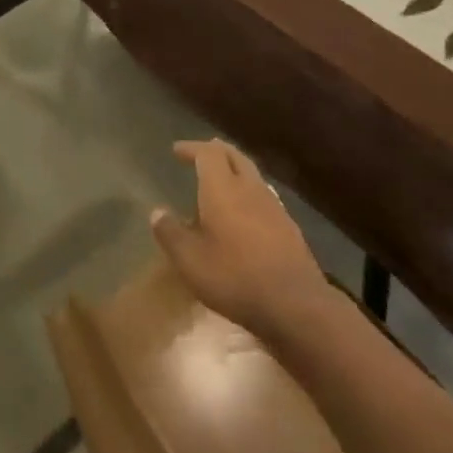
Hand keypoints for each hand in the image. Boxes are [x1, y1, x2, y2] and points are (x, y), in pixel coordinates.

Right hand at [151, 139, 330, 335]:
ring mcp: (274, 208)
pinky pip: (265, 196)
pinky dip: (249, 192)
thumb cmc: (234, 277)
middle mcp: (250, 190)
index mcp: (222, 189)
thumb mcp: (189, 260)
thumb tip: (157, 212)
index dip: (191, 148)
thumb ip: (170, 233)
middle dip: (217, 151)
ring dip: (235, 170)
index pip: (208, 154)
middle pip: (235, 157)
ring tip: (221, 178)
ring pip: (253, 175)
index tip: (176, 150)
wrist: (295, 304)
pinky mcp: (289, 228)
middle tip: (201, 153)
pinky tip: (245, 210)